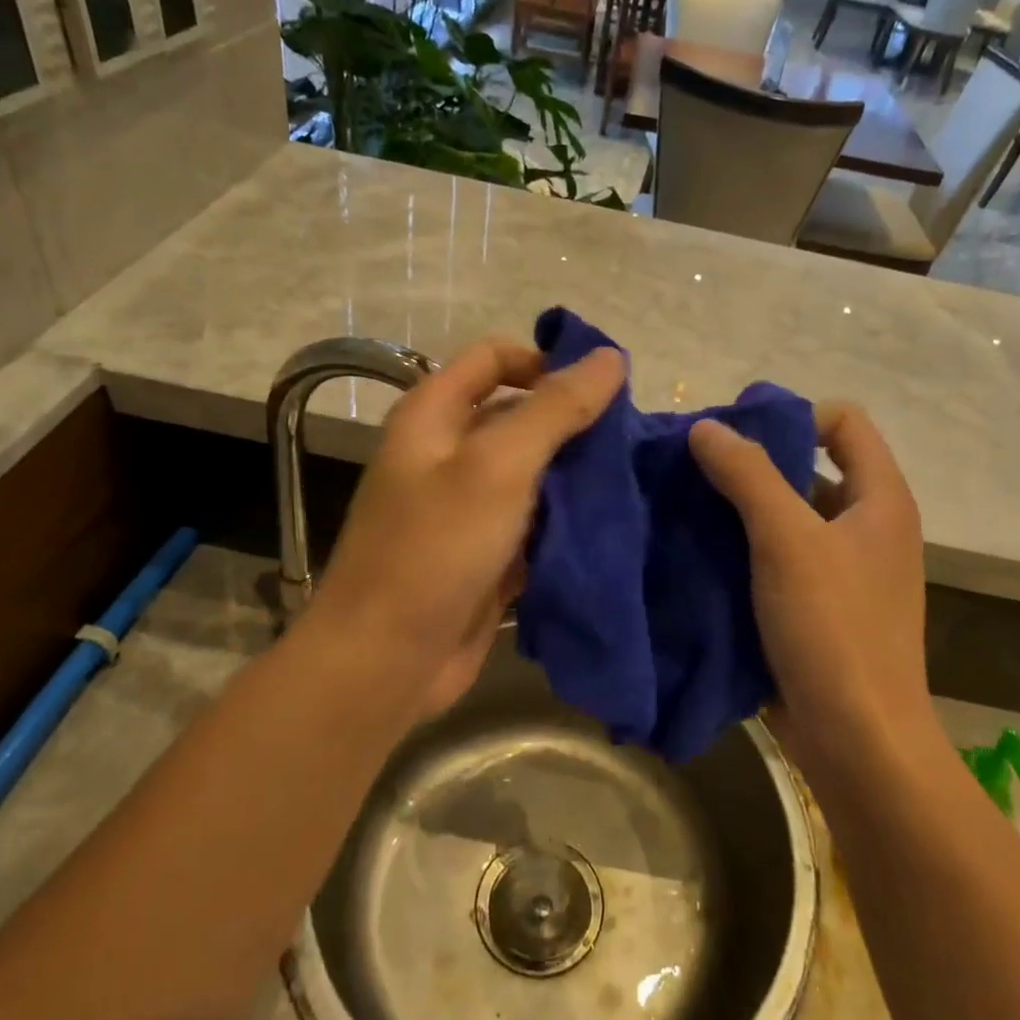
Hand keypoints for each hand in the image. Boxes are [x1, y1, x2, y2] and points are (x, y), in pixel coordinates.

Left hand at [305, 336, 624, 724]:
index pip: (494, 358)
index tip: (604, 387)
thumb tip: (610, 358)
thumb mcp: (498, 467)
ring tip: (632, 480)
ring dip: (576, 474)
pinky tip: (611, 524)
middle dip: (572, 422)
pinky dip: (567, 520)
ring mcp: (467, 507)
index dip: (546, 361)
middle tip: (629, 440)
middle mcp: (448, 453)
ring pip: (533, 472)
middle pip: (519, 415)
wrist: (387, 661)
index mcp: (434, 416)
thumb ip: (555, 409)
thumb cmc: (436, 549)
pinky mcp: (487, 553)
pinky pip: (535, 522)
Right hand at [688, 402, 939, 774]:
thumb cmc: (833, 629)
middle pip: (812, 467)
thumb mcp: (787, 541)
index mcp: (881, 499)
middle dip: (755, 463)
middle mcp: (869, 527)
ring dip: (743, 509)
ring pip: (790, 517)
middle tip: (695, 469)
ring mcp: (846, 571)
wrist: (858, 741)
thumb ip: (747, 475)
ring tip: (686, 508)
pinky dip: (745, 550)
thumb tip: (706, 427)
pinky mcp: (820, 608)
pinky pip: (780, 560)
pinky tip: (701, 553)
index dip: (793, 415)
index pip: (844, 421)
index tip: (735, 434)